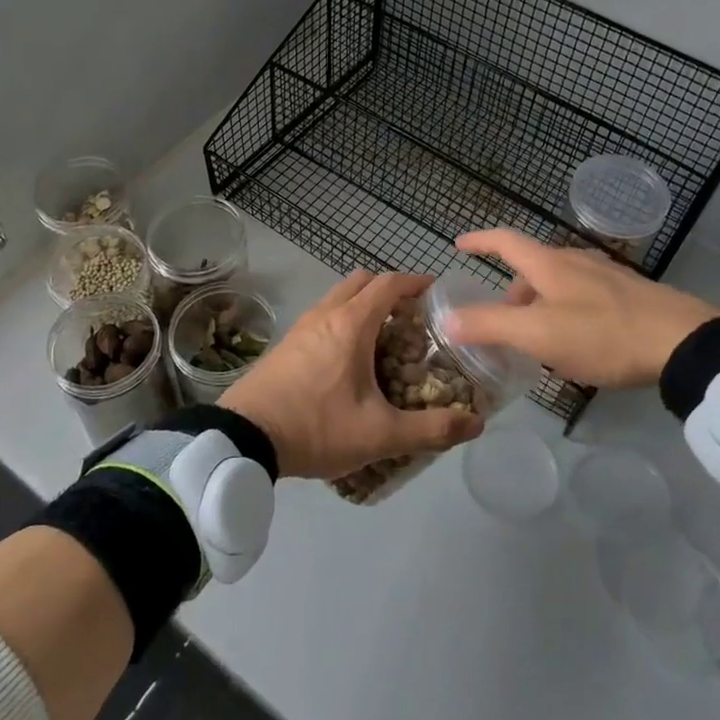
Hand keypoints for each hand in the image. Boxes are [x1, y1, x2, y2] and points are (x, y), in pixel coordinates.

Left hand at [222, 270, 483, 480]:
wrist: (244, 438)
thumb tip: (476, 425)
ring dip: (362, 305)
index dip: (415, 282)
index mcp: (351, 324)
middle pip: (361, 281)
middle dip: (388, 290)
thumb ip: (431, 430)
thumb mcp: (380, 434)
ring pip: (337, 297)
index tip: (436, 292)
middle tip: (410, 317)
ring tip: (383, 339)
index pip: (389, 284)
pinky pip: (321, 317)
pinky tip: (348, 360)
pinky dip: (341, 322)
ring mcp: (300, 327)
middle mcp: (325, 315)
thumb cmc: (317, 427)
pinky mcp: (285, 345)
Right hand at [447, 229, 719, 388]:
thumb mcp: (538, 334)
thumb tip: (449, 320)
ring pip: (558, 283)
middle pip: (531, 267)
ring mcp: (606, 277)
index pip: (505, 241)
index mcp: (549, 264)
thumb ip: (491, 325)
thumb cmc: (603, 334)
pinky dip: (563, 312)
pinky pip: (581, 297)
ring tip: (536, 340)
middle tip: (500, 323)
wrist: (683, 343)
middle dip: (510, 291)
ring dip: (537, 305)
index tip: (459, 245)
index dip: (479, 241)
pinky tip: (575, 343)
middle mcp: (576, 261)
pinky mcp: (629, 296)